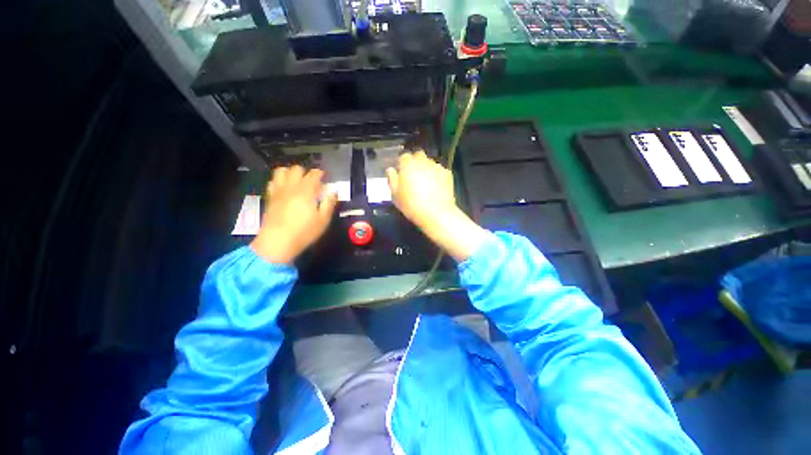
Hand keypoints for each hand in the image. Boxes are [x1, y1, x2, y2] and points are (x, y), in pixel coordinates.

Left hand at [250, 166, 337, 264]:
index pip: (313, 174)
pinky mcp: (270, 197)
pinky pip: (273, 181)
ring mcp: (278, 191)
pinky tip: (285, 189)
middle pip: (297, 169)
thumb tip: (334, 191)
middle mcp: (291, 187)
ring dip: (290, 173)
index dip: (320, 173)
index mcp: (306, 191)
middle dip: (305, 172)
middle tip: (312, 182)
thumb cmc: (304, 232)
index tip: (324, 177)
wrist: (278, 242)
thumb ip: (329, 203)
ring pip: (282, 171)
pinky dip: (279, 181)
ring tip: (297, 182)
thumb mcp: (323, 220)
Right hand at [387, 151, 487, 261]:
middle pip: (418, 156)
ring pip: (429, 163)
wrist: (437, 214)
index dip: (402, 165)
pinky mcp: (447, 173)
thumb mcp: (395, 195)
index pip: (403, 157)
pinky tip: (436, 187)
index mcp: (408, 164)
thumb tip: (391, 170)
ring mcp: (436, 166)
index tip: (402, 174)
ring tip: (426, 183)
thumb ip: (392, 179)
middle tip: (414, 177)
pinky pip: (439, 170)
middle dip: (415, 163)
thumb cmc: (412, 205)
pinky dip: (436, 175)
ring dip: (426, 169)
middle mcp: (423, 161)